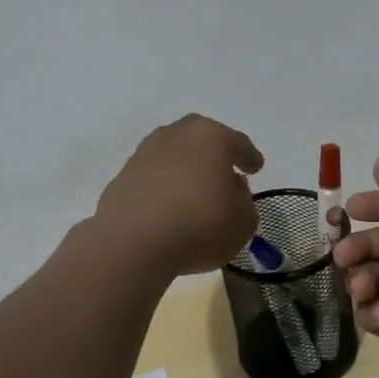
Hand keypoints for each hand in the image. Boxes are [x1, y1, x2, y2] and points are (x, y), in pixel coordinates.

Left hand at [94, 114, 264, 277]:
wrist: (131, 242)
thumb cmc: (199, 225)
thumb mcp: (242, 222)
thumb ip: (244, 202)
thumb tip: (231, 189)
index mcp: (210, 137)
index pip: (237, 142)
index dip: (249, 156)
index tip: (256, 167)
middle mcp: (176, 135)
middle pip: (200, 137)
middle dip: (213, 151)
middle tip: (223, 172)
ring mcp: (145, 153)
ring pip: (173, 153)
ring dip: (185, 167)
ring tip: (193, 191)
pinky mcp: (123, 176)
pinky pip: (152, 176)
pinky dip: (163, 185)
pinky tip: (168, 205)